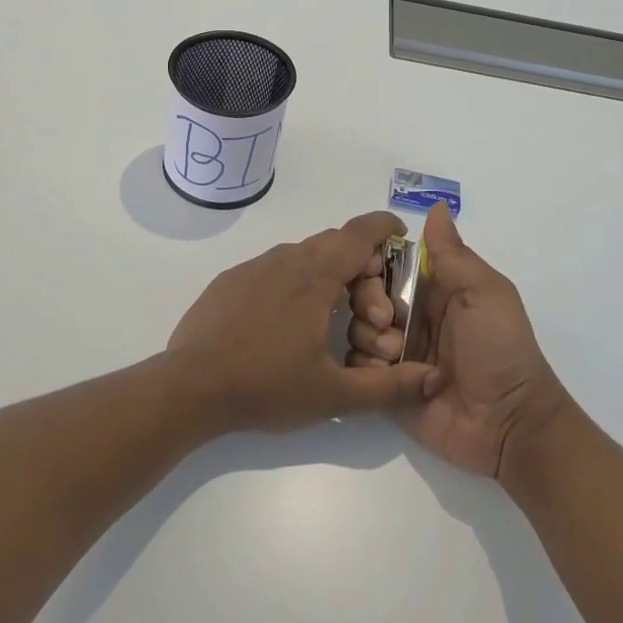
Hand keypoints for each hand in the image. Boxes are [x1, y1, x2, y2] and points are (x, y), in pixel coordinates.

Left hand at [166, 211, 439, 433]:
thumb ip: (388, 387)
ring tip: (331, 322)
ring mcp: (254, 267)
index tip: (399, 236)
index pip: (358, 233)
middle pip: (335, 245)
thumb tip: (431, 378)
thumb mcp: (333, 395)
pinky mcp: (231, 280)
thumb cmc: (266, 386)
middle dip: (361, 269)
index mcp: (315, 276)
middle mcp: (286, 260)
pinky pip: (274, 269)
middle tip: (370, 315)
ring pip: (303, 256)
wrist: (190, 386)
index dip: (383, 228)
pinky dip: (295, 283)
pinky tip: (288, 324)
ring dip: (327, 277)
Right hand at [346, 203, 565, 478]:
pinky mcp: (386, 387)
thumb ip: (454, 254)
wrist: (510, 423)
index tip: (374, 270)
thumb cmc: (501, 349)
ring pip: (356, 328)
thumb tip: (437, 207)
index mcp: (432, 288)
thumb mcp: (485, 293)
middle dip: (367, 301)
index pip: (387, 262)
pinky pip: (357, 368)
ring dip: (369, 336)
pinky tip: (387, 373)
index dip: (373, 262)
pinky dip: (365, 367)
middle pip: (364, 293)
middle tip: (388, 320)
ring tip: (397, 354)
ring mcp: (397, 352)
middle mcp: (409, 315)